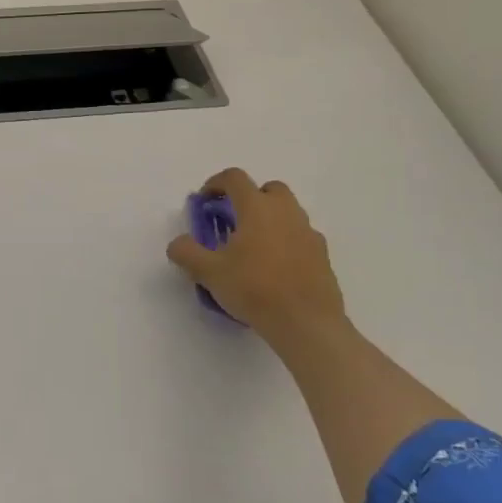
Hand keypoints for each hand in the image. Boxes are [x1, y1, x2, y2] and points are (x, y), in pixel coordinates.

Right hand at [166, 168, 346, 339]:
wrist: (306, 324)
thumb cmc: (254, 289)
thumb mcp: (208, 272)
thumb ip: (186, 252)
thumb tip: (179, 243)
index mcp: (257, 208)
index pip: (234, 178)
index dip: (215, 183)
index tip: (205, 202)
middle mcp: (286, 212)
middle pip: (268, 189)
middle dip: (249, 198)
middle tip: (234, 221)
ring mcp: (308, 233)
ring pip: (288, 212)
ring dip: (269, 219)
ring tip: (253, 247)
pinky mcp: (323, 256)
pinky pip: (300, 236)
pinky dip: (286, 241)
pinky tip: (275, 267)